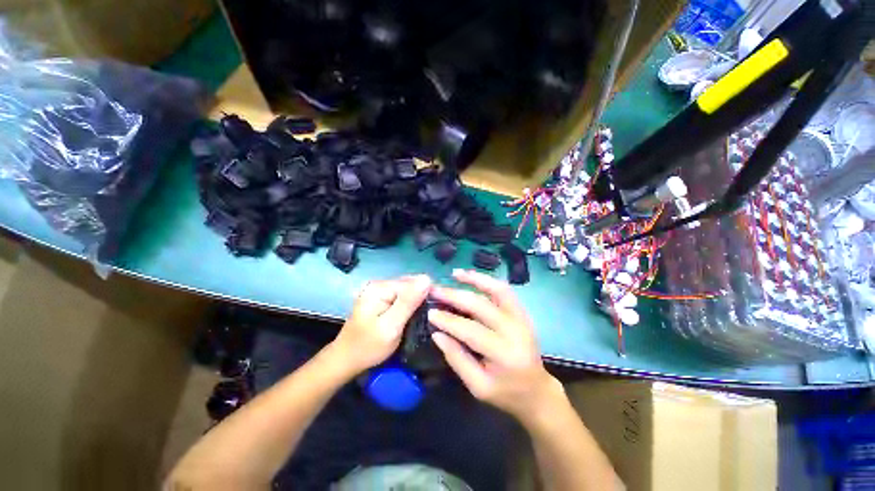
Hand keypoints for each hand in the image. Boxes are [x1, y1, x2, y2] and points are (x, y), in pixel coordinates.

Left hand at [329, 275, 431, 376]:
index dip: (427, 293)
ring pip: (408, 291)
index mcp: (380, 287)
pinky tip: (413, 315)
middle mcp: (379, 284)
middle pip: (410, 284)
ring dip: (417, 301)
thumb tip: (427, 278)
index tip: (437, 309)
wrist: (347, 360)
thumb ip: (408, 302)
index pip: (413, 282)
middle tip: (430, 316)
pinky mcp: (381, 298)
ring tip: (425, 316)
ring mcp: (379, 291)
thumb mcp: (391, 326)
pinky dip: (409, 305)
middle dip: (422, 297)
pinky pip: (402, 297)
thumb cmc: (368, 346)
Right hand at [429, 269, 560, 424]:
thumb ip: (456, 358)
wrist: (536, 390)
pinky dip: (487, 281)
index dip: (448, 320)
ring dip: (475, 279)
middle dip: (454, 296)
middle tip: (435, 290)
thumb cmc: (505, 392)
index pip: (470, 330)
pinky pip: (504, 291)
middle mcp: (515, 330)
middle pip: (481, 305)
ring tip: (455, 274)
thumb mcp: (477, 386)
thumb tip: (437, 333)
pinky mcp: (522, 312)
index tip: (429, 312)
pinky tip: (473, 277)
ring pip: (497, 290)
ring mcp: (521, 318)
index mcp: (503, 354)